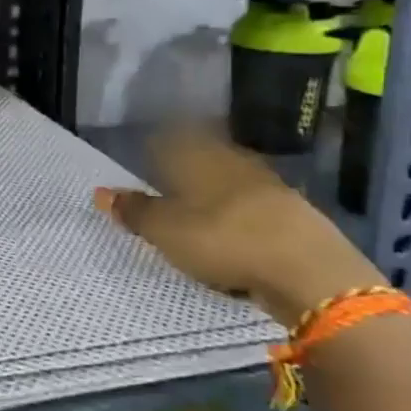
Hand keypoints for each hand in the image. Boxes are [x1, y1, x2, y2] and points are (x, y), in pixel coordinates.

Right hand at [94, 126, 384, 329]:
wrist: (311, 271)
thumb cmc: (223, 240)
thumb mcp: (165, 231)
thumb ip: (134, 211)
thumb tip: (100, 192)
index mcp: (198, 157)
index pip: (171, 139)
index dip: (157, 147)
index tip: (146, 159)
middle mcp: (233, 162)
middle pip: (204, 158)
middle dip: (187, 170)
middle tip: (168, 188)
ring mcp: (268, 186)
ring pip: (231, 182)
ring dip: (216, 195)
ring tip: (200, 215)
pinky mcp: (294, 214)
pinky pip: (255, 208)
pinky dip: (242, 217)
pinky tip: (237, 234)